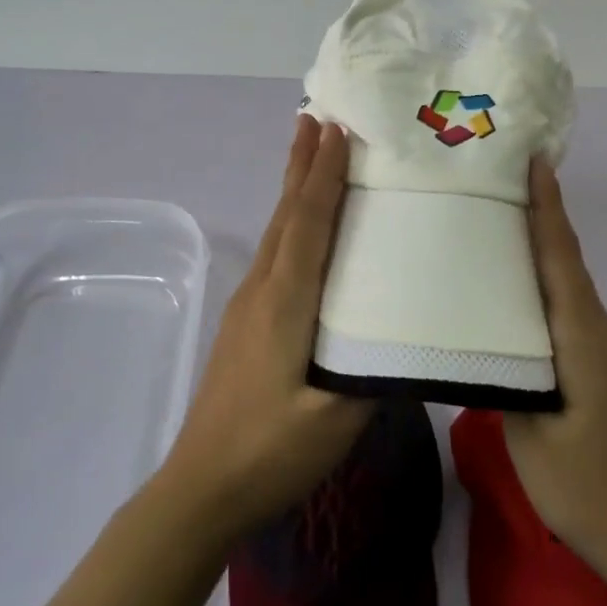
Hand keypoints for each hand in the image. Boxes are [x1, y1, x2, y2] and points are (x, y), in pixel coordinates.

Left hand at [156, 116, 373, 541]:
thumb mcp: (333, 419)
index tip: (336, 129)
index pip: (308, 222)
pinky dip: (291, 219)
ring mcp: (248, 303)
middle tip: (316, 117)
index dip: (324, 174)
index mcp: (285, 301)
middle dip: (302, 163)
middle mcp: (263, 288)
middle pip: (286, 212)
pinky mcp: (245, 320)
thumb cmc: (269, 451)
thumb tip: (408, 331)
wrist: (198, 488)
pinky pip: (274, 251)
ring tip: (308, 153)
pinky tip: (301, 226)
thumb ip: (372, 370)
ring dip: (294, 186)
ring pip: (277, 229)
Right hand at [503, 159, 606, 577]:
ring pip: (566, 281)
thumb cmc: (588, 488)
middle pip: (564, 259)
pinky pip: (565, 306)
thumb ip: (503, 380)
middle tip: (498, 177)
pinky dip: (542, 280)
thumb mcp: (530, 439)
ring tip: (497, 218)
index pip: (561, 258)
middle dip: (539, 213)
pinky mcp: (595, 364)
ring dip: (540, 245)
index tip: (536, 160)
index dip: (547, 208)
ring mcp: (599, 347)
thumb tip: (476, 341)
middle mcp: (596, 329)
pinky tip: (513, 286)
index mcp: (581, 337)